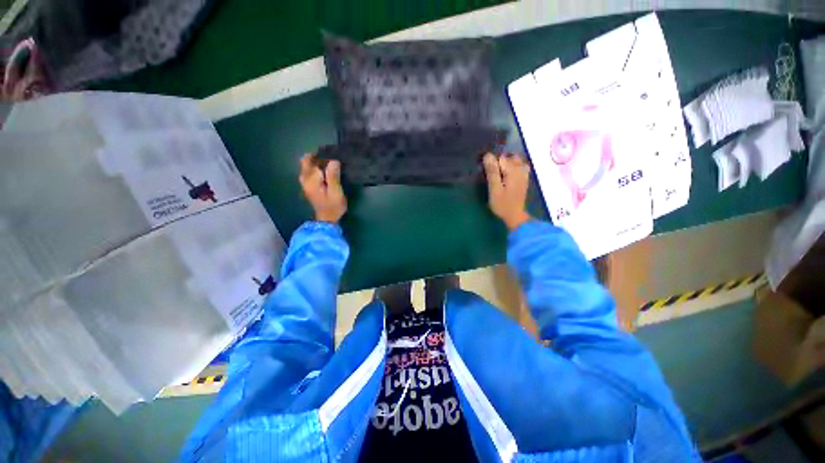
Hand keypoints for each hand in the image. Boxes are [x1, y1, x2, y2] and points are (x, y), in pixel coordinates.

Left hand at [299, 154, 346, 223]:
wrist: (327, 219)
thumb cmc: (333, 206)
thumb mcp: (336, 191)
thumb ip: (333, 176)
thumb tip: (333, 160)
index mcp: (311, 180)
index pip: (313, 161)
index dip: (323, 156)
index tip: (334, 155)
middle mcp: (305, 179)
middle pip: (306, 161)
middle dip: (317, 157)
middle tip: (331, 159)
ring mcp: (304, 183)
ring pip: (306, 166)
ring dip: (316, 162)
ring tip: (329, 165)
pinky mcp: (307, 186)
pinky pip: (308, 172)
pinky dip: (315, 168)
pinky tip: (324, 172)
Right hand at [483, 153, 531, 230]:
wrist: (515, 216)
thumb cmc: (502, 204)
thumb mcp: (494, 189)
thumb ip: (492, 171)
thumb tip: (487, 155)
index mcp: (512, 170)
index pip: (500, 157)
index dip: (491, 162)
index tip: (485, 171)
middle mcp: (520, 168)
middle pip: (508, 157)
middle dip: (499, 161)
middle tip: (491, 173)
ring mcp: (524, 173)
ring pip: (514, 160)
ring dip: (505, 163)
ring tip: (497, 173)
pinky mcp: (524, 179)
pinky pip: (519, 166)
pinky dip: (512, 167)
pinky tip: (506, 175)